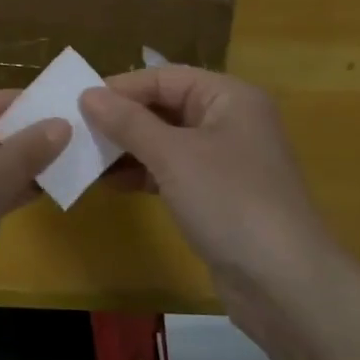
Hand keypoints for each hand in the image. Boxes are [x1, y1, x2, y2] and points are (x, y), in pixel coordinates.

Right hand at [80, 68, 348, 319]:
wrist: (283, 282)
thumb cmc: (229, 201)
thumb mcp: (173, 156)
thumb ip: (129, 122)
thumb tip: (88, 94)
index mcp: (230, 97)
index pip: (166, 77)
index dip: (122, 87)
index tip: (78, 101)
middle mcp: (230, 121)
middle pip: (166, 107)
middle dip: (123, 119)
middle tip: (76, 130)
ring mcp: (226, 161)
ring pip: (167, 142)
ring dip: (128, 149)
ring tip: (85, 157)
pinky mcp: (218, 196)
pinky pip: (173, 172)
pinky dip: (144, 175)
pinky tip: (110, 184)